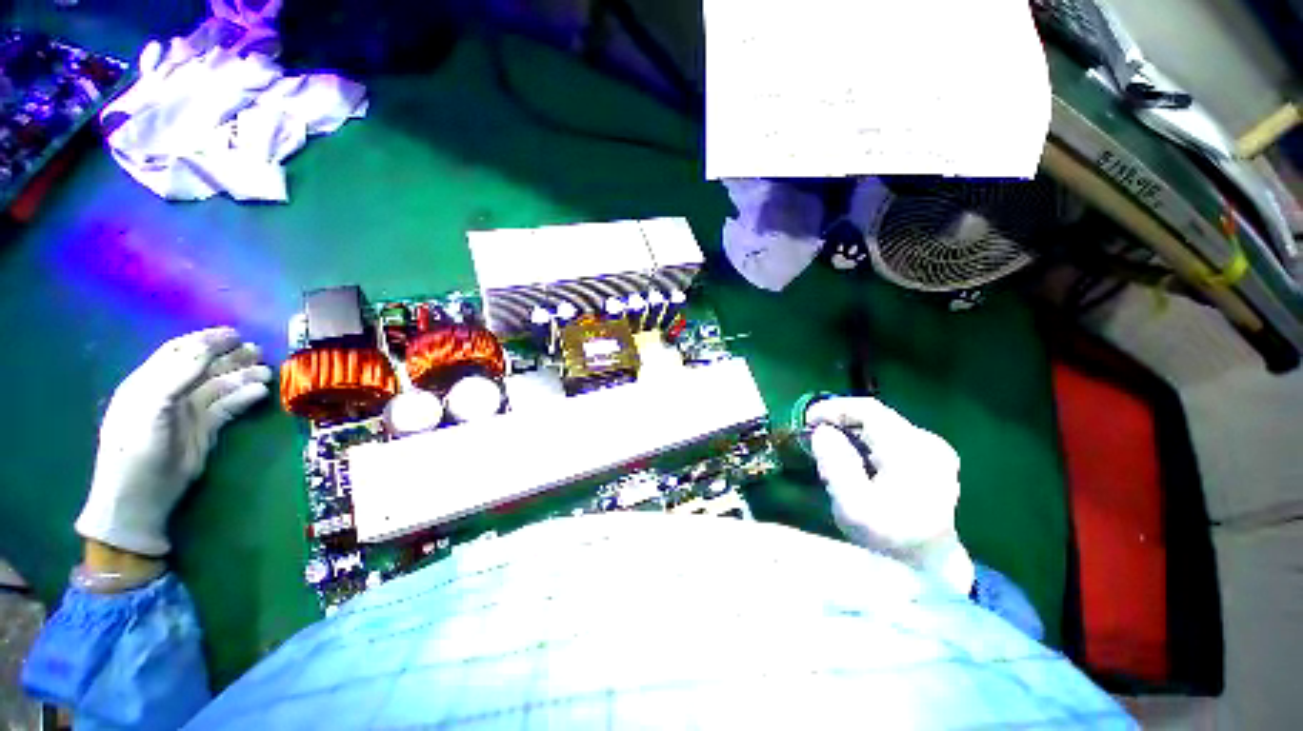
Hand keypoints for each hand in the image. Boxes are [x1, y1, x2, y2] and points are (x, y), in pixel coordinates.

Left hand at [75, 328, 271, 556]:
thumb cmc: (137, 447)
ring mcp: (188, 412)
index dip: (205, 340)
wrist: (141, 495)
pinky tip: (260, 392)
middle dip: (230, 356)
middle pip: (204, 367)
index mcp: (149, 382)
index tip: (234, 333)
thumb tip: (205, 348)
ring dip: (243, 376)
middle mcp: (170, 393)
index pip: (179, 352)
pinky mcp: (204, 429)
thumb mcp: (151, 407)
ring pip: (220, 386)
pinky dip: (244, 397)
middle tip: (259, 350)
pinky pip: (228, 407)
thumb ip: (176, 375)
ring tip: (267, 371)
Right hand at [807, 397, 973, 594]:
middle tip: (814, 437)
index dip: (834, 408)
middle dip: (840, 422)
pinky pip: (890, 437)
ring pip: (882, 426)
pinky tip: (854, 458)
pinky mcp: (932, 459)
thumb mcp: (852, 507)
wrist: (927, 567)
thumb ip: (835, 464)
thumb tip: (822, 432)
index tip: (808, 420)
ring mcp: (933, 450)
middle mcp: (927, 443)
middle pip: (875, 417)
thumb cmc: (887, 540)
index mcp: (911, 452)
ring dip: (852, 431)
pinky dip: (866, 441)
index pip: (868, 410)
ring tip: (829, 448)